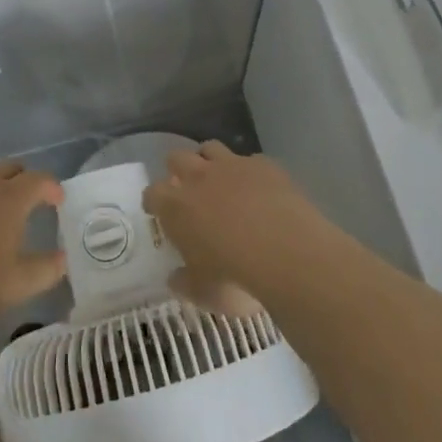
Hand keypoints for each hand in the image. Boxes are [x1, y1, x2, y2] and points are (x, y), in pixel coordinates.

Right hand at [144, 143, 332, 307]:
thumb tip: (176, 278)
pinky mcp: (265, 165)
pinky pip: (251, 160)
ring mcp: (234, 166)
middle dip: (178, 170)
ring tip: (219, 180)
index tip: (158, 211)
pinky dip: (250, 172)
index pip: (153, 193)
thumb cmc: (237, 279)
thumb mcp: (204, 293)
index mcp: (177, 207)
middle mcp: (200, 177)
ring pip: (211, 148)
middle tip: (187, 190)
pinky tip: (260, 189)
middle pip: (177, 157)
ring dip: (210, 160)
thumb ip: (185, 282)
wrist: (289, 255)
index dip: (154, 201)